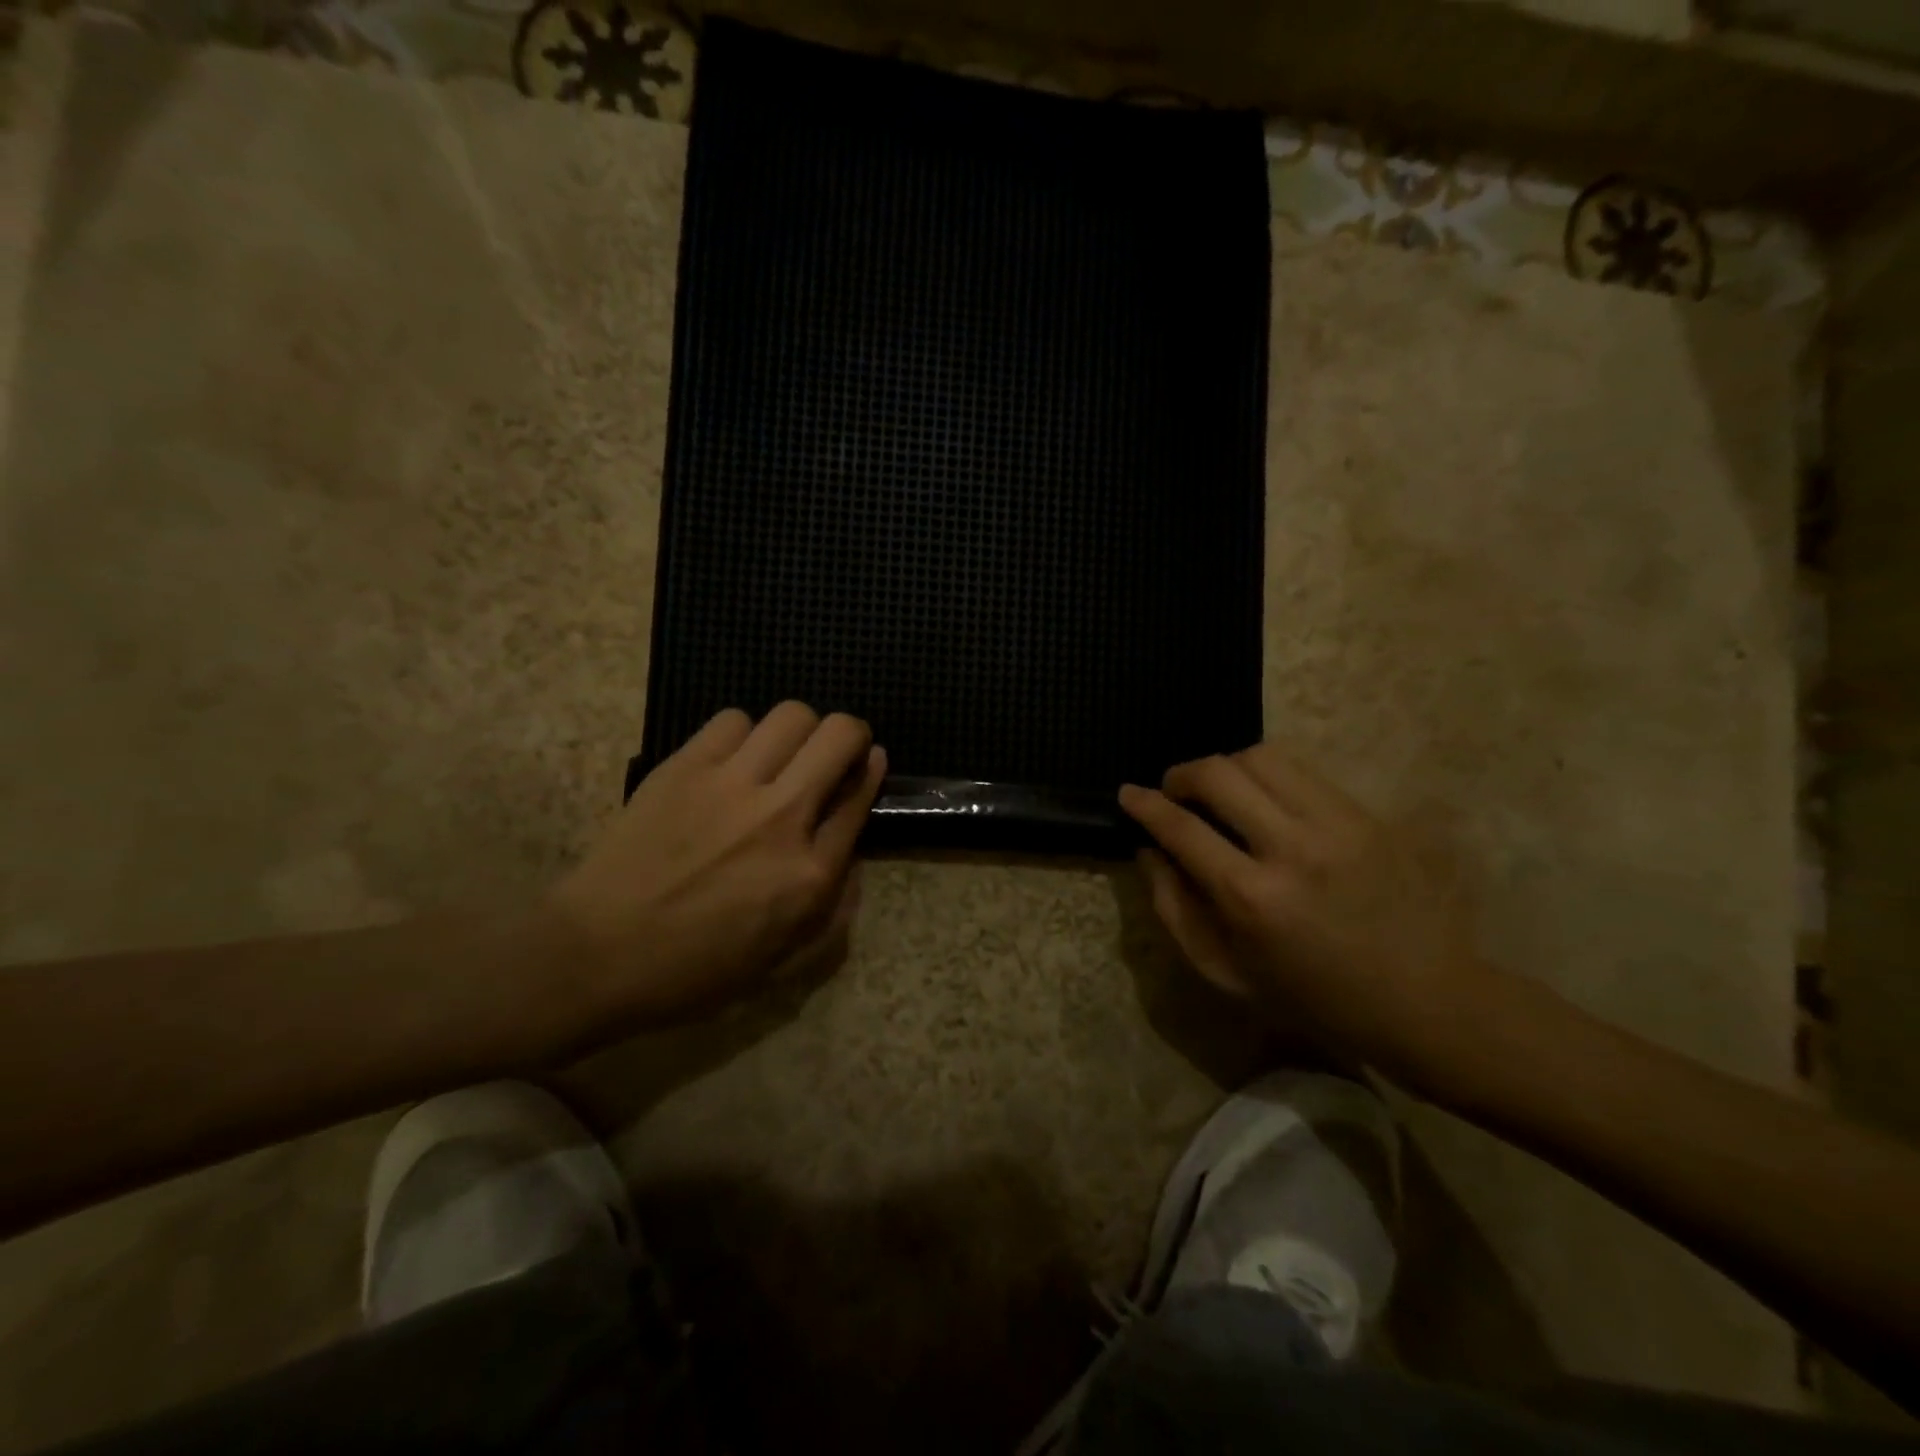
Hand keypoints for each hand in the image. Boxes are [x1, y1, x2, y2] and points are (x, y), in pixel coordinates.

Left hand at [548, 702, 884, 1026]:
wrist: (597, 954)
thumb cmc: (693, 971)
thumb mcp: (781, 963)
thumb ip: (832, 911)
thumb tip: (850, 852)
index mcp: (810, 874)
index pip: (860, 799)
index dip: (871, 773)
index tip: (870, 762)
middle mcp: (782, 817)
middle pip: (839, 736)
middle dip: (850, 735)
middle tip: (833, 752)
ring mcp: (731, 785)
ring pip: (792, 715)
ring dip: (799, 731)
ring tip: (780, 754)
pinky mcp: (685, 767)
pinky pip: (733, 720)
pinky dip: (743, 734)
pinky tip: (731, 761)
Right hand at [1119, 744, 1488, 1081]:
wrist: (1424, 1001)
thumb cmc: (1313, 998)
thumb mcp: (1225, 972)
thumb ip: (1175, 908)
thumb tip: (1149, 850)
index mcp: (1251, 898)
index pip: (1180, 826)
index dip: (1145, 804)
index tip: (1128, 794)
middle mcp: (1292, 848)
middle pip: (1219, 772)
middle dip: (1182, 774)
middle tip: (1175, 793)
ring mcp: (1337, 825)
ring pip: (1262, 758)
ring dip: (1227, 768)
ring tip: (1222, 793)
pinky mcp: (1369, 816)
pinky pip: (1304, 772)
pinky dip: (1269, 778)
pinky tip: (1267, 804)